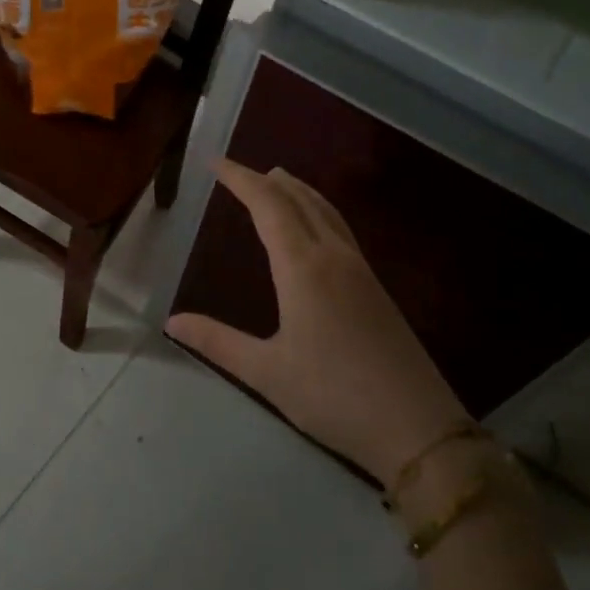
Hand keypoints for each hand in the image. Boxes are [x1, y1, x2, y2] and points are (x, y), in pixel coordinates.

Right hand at [166, 160, 467, 487]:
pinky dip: (319, 212)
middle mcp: (334, 258)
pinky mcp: (376, 290)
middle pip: (301, 201)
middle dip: (268, 181)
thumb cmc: (333, 396)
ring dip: (299, 192)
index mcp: (303, 269)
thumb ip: (217, 342)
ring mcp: (361, 272)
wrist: (416, 427)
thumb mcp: (265, 372)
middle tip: (241, 170)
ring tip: (278, 181)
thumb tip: (172, 321)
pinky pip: (341, 231)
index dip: (241, 180)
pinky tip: (315, 229)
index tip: (216, 162)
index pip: (268, 207)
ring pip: (327, 213)